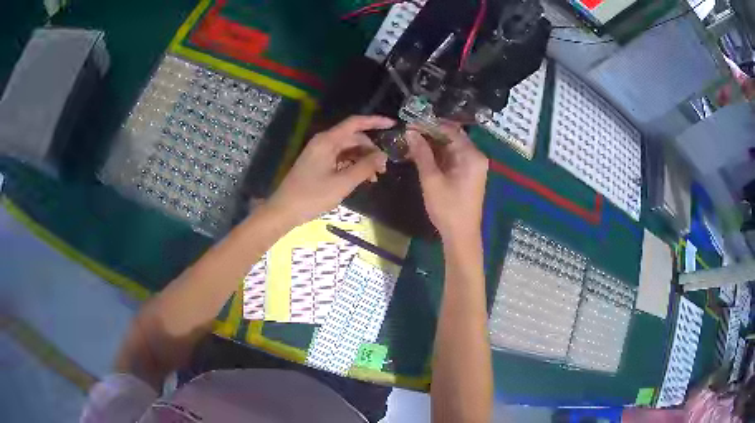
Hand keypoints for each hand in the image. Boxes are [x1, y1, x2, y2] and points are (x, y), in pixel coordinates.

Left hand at [266, 116, 392, 225]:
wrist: (284, 210)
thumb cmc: (312, 196)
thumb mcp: (342, 183)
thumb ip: (364, 167)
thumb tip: (383, 156)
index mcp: (328, 141)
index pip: (355, 123)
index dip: (375, 121)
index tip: (393, 125)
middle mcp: (324, 142)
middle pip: (353, 137)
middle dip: (371, 149)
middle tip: (385, 167)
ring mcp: (320, 153)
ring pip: (348, 149)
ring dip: (363, 159)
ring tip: (375, 177)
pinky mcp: (318, 164)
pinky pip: (340, 158)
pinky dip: (353, 165)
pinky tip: (362, 178)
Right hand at [407, 124, 487, 241]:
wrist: (461, 235)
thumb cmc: (447, 208)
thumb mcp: (431, 179)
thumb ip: (421, 153)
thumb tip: (410, 132)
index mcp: (471, 155)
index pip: (451, 130)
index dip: (430, 125)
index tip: (410, 122)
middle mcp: (475, 156)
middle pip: (452, 137)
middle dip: (430, 134)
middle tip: (408, 133)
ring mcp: (473, 166)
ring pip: (450, 148)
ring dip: (432, 145)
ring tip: (410, 142)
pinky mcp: (468, 174)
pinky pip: (452, 158)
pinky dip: (438, 156)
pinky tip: (421, 154)